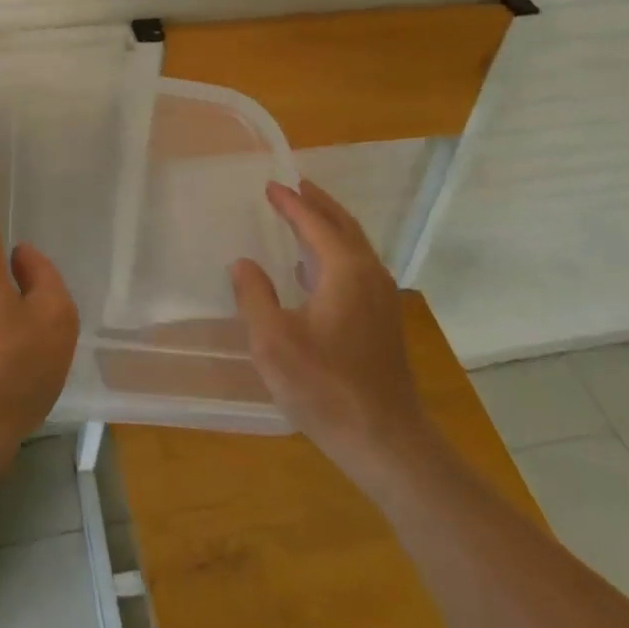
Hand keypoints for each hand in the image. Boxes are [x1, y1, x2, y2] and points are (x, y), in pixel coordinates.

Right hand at [231, 180, 427, 472]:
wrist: (385, 441)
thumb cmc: (325, 387)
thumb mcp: (273, 341)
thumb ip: (254, 296)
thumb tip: (243, 264)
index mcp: (345, 271)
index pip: (315, 223)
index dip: (291, 203)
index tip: (271, 185)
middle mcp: (369, 275)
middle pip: (343, 226)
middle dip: (318, 203)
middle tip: (295, 185)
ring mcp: (382, 299)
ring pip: (355, 247)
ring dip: (329, 225)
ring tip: (305, 215)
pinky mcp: (383, 322)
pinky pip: (358, 267)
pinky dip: (337, 250)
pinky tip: (316, 268)